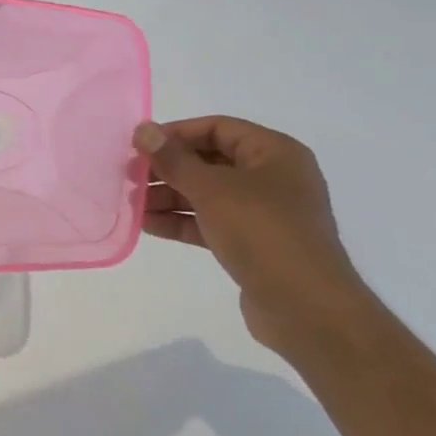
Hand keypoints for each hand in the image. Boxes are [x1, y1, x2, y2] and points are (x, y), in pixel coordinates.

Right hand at [133, 117, 373, 349]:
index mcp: (274, 153)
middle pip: (209, 161)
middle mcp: (272, 178)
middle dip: (167, 168)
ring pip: (207, 194)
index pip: (217, 128)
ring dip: (168, 196)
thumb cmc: (263, 232)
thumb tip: (143, 130)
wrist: (306, 307)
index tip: (138, 146)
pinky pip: (210, 222)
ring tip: (132, 204)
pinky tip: (148, 225)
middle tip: (129, 176)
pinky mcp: (253, 244)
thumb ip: (174, 159)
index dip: (176, 133)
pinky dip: (180, 221)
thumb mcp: (212, 189)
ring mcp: (264, 213)